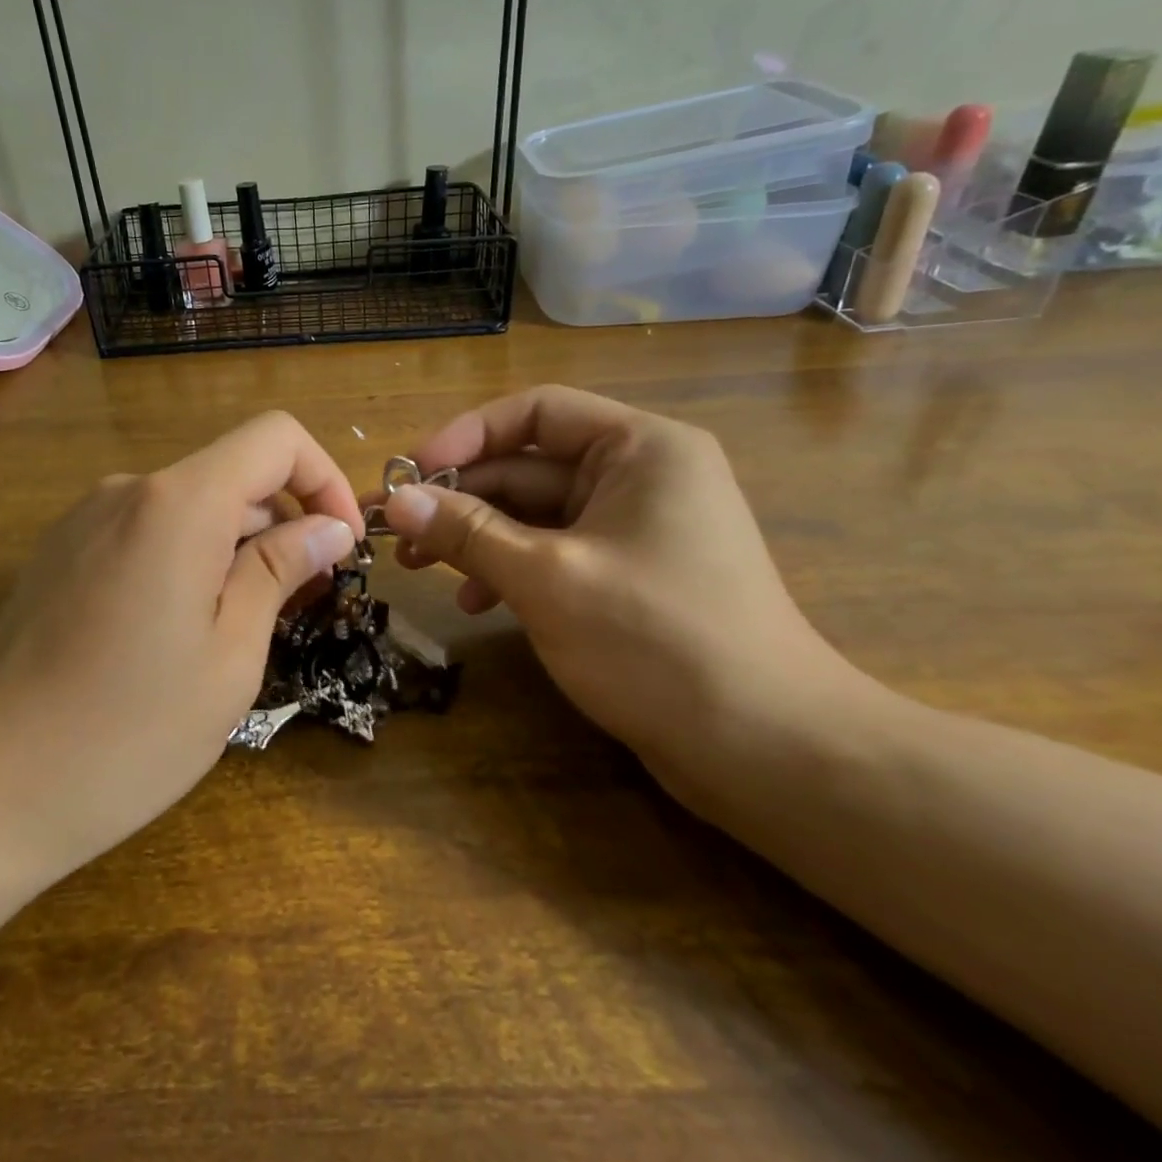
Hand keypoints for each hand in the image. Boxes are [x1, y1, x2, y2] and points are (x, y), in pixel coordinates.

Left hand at [0, 412, 361, 886]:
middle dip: (282, 525)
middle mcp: (127, 491)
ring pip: (189, 507)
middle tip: (301, 606)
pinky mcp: (59, 553)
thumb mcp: (230, 658)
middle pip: (231, 474)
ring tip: (239, 631)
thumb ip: (280, 572)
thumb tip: (328, 528)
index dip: (324, 479)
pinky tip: (176, 635)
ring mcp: (84, 520)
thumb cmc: (126, 733)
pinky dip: (187, 560)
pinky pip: (145, 533)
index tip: (340, 547)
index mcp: (177, 504)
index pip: (275, 438)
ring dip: (234, 549)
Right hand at [380, 386, 845, 784]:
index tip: (411, 473)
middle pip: (529, 466)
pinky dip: (511, 570)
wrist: (766, 749)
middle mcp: (641, 475)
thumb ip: (467, 532)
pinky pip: (555, 552)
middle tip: (396, 530)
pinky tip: (474, 604)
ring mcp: (635, 528)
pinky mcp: (629, 575)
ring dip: (477, 537)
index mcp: (639, 449)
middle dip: (460, 497)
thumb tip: (396, 501)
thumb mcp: (547, 578)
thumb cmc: (656, 641)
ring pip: (536, 514)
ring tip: (419, 569)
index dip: (466, 435)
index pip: (536, 412)